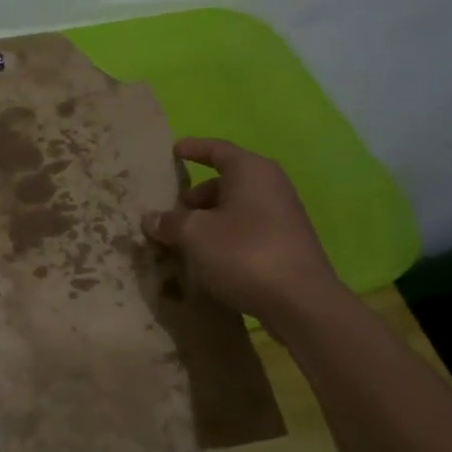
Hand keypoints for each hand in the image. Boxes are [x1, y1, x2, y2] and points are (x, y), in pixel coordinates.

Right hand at [141, 138, 342, 324]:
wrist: (300, 302)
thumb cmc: (244, 252)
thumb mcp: (195, 234)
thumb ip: (170, 222)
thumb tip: (151, 219)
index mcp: (251, 170)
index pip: (217, 149)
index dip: (193, 149)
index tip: (172, 150)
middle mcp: (270, 185)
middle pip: (225, 182)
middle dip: (195, 196)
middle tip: (169, 212)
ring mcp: (282, 216)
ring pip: (235, 209)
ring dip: (207, 221)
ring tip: (182, 240)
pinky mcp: (286, 244)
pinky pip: (246, 230)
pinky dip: (224, 237)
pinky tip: (207, 259)